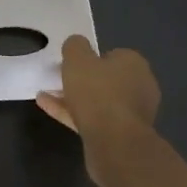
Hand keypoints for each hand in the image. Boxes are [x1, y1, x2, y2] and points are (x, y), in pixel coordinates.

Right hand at [36, 35, 160, 186]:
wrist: (114, 142)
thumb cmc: (98, 93)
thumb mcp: (78, 59)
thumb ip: (75, 46)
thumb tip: (76, 43)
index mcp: (135, 64)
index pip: (113, 55)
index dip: (92, 58)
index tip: (73, 64)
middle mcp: (139, 87)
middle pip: (107, 79)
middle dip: (83, 80)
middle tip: (60, 79)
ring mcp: (132, 113)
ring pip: (98, 101)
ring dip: (74, 98)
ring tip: (47, 94)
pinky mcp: (121, 135)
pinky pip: (93, 119)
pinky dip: (72, 113)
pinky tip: (48, 108)